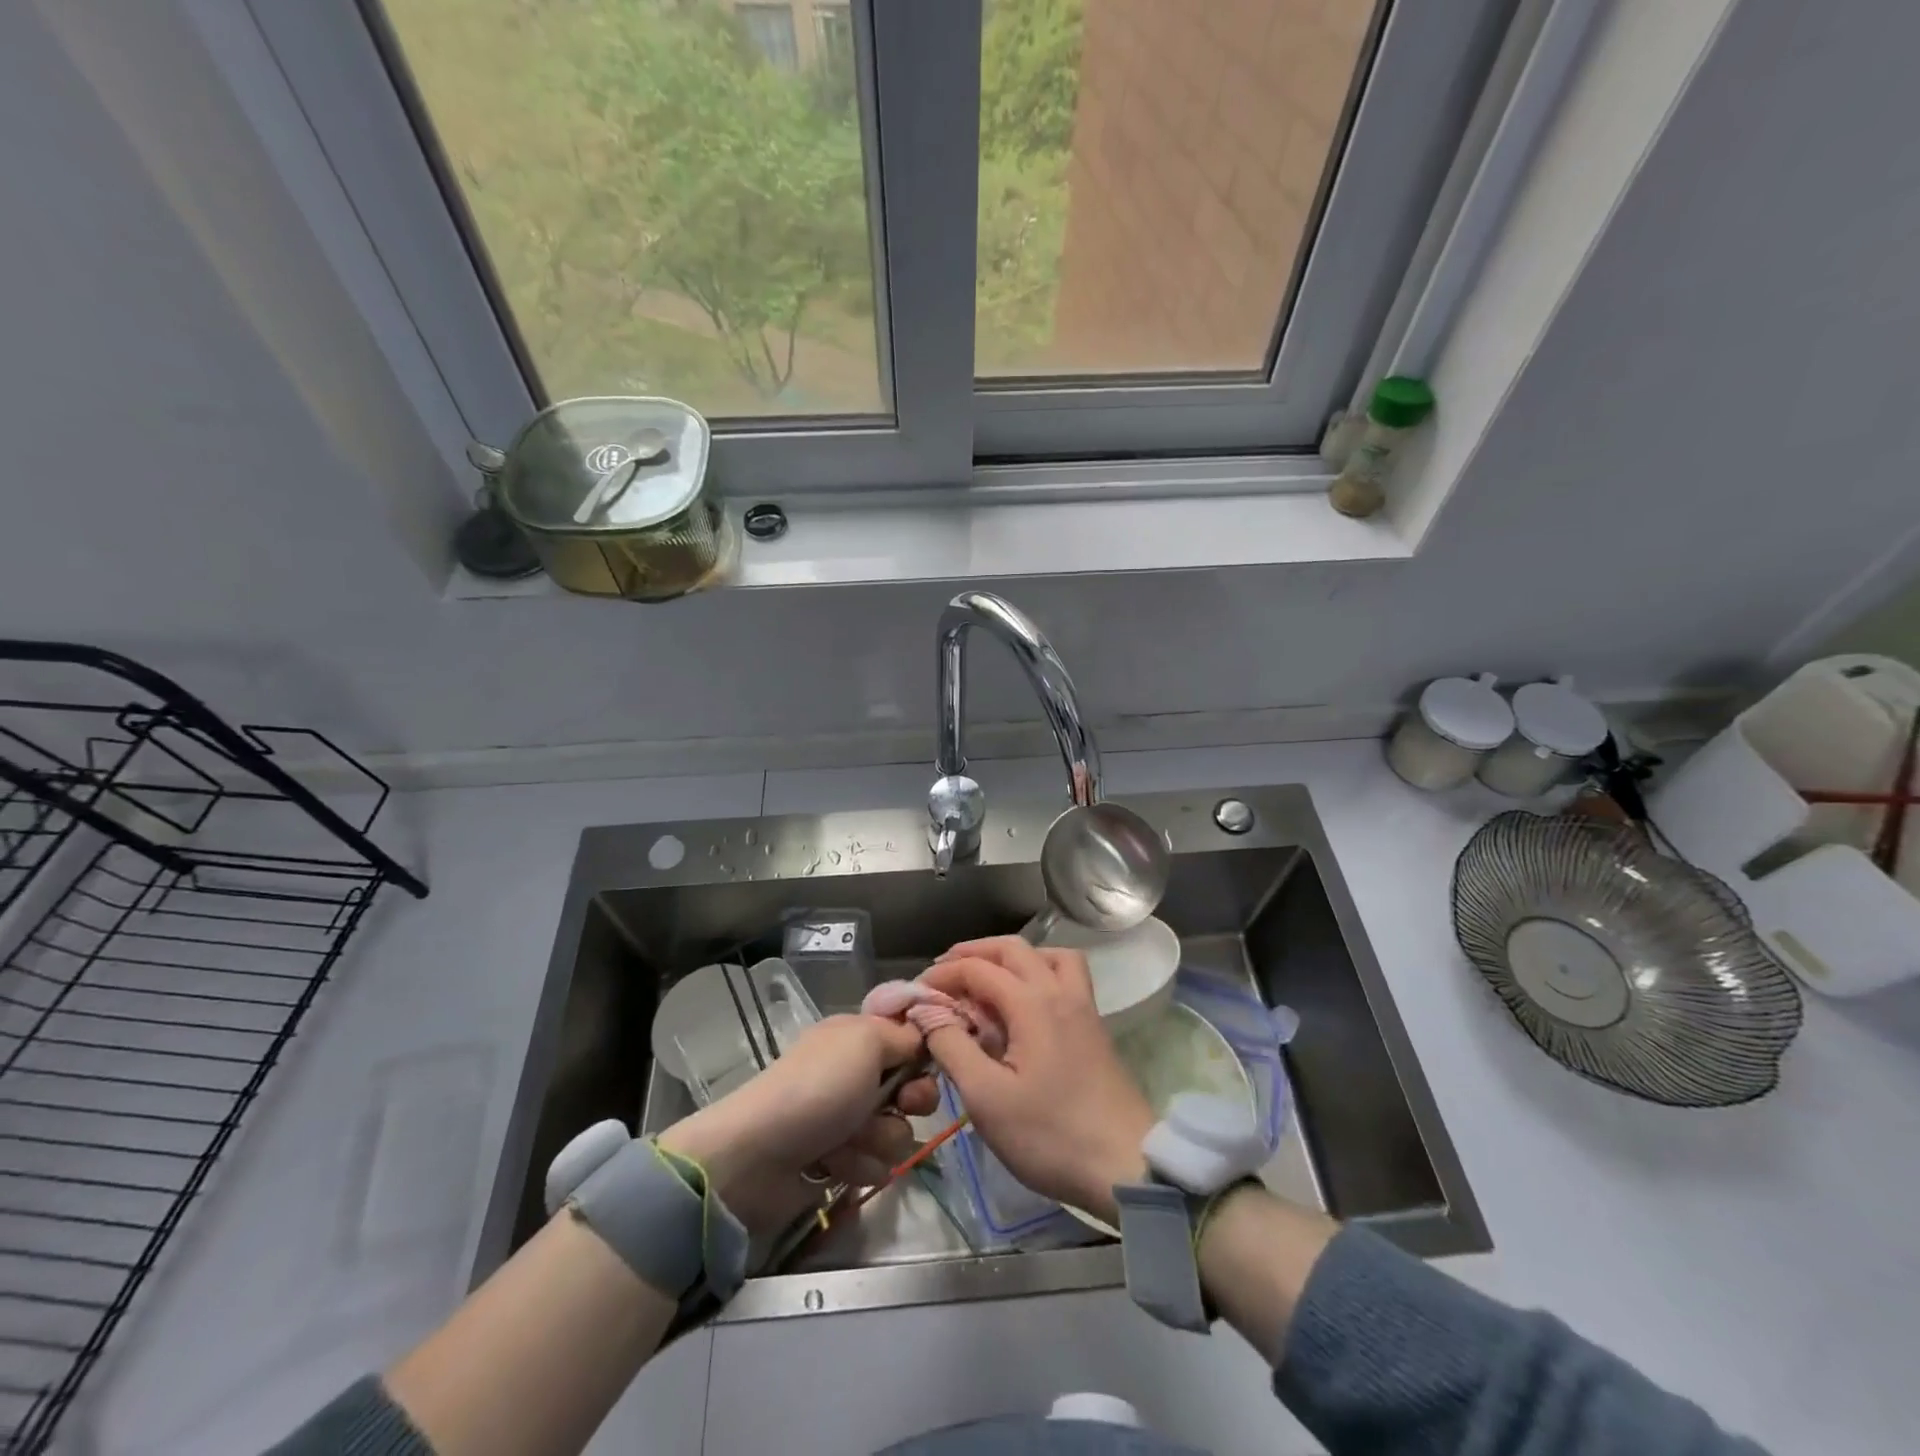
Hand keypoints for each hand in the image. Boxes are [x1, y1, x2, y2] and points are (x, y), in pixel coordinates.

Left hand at [658, 1015, 937, 1232]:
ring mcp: (845, 1119)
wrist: (758, 1157)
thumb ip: (904, 1037)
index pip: (908, 1040)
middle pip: (909, 1088)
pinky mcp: (838, 1160)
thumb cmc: (819, 1089)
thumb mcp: (866, 1042)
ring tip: (849, 1142)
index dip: (923, 1054)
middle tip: (901, 1106)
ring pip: (896, 1132)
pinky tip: (834, 1165)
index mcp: (857, 1037)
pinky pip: (874, 1164)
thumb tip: (922, 1041)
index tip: (926, 1066)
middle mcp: (854, 1074)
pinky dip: (858, 1165)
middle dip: (910, 1102)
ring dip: (879, 1139)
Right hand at [920, 937, 1153, 1223]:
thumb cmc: (1050, 1134)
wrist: (1126, 1164)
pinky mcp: (1093, 1024)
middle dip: (973, 953)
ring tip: (986, 979)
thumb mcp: (987, 1098)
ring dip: (1011, 957)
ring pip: (1046, 955)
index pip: (978, 969)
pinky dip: (1037, 971)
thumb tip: (927, 1013)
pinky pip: (1064, 975)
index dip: (942, 975)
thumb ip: (952, 1047)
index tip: (915, 994)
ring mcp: (1082, 1005)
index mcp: (1032, 1003)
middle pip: (1013, 949)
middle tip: (943, 974)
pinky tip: (1024, 1002)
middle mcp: (1059, 991)